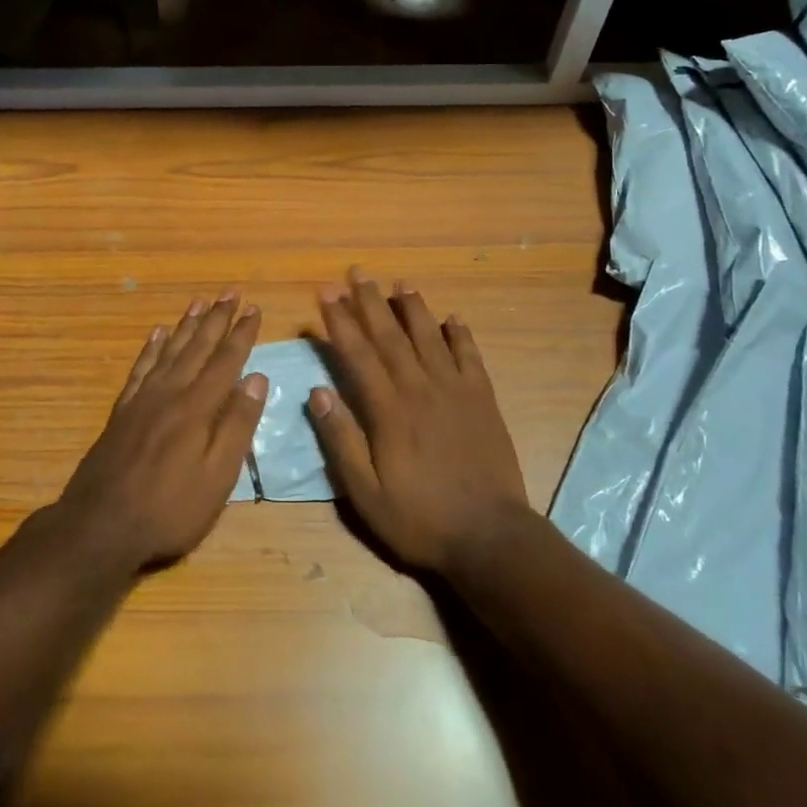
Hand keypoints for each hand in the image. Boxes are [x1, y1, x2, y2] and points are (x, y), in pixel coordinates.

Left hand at [56, 294, 264, 573]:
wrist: (99, 527)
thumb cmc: (169, 509)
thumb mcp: (218, 477)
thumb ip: (238, 425)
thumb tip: (257, 378)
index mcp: (198, 408)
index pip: (226, 360)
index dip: (242, 334)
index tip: (254, 308)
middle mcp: (170, 393)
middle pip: (198, 347)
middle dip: (217, 318)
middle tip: (231, 291)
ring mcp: (142, 400)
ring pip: (169, 350)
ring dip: (187, 324)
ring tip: (199, 301)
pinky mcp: (122, 412)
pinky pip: (140, 368)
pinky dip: (151, 347)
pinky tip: (157, 333)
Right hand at [307, 269, 532, 575]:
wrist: (489, 535)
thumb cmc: (420, 518)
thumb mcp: (366, 492)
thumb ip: (341, 440)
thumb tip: (317, 393)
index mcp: (389, 410)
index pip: (358, 354)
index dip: (340, 321)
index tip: (325, 293)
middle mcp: (420, 388)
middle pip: (391, 335)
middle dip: (370, 301)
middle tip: (357, 272)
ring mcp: (456, 390)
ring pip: (430, 337)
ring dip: (413, 307)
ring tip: (400, 283)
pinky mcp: (483, 399)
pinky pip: (470, 356)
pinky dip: (460, 334)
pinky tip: (452, 318)